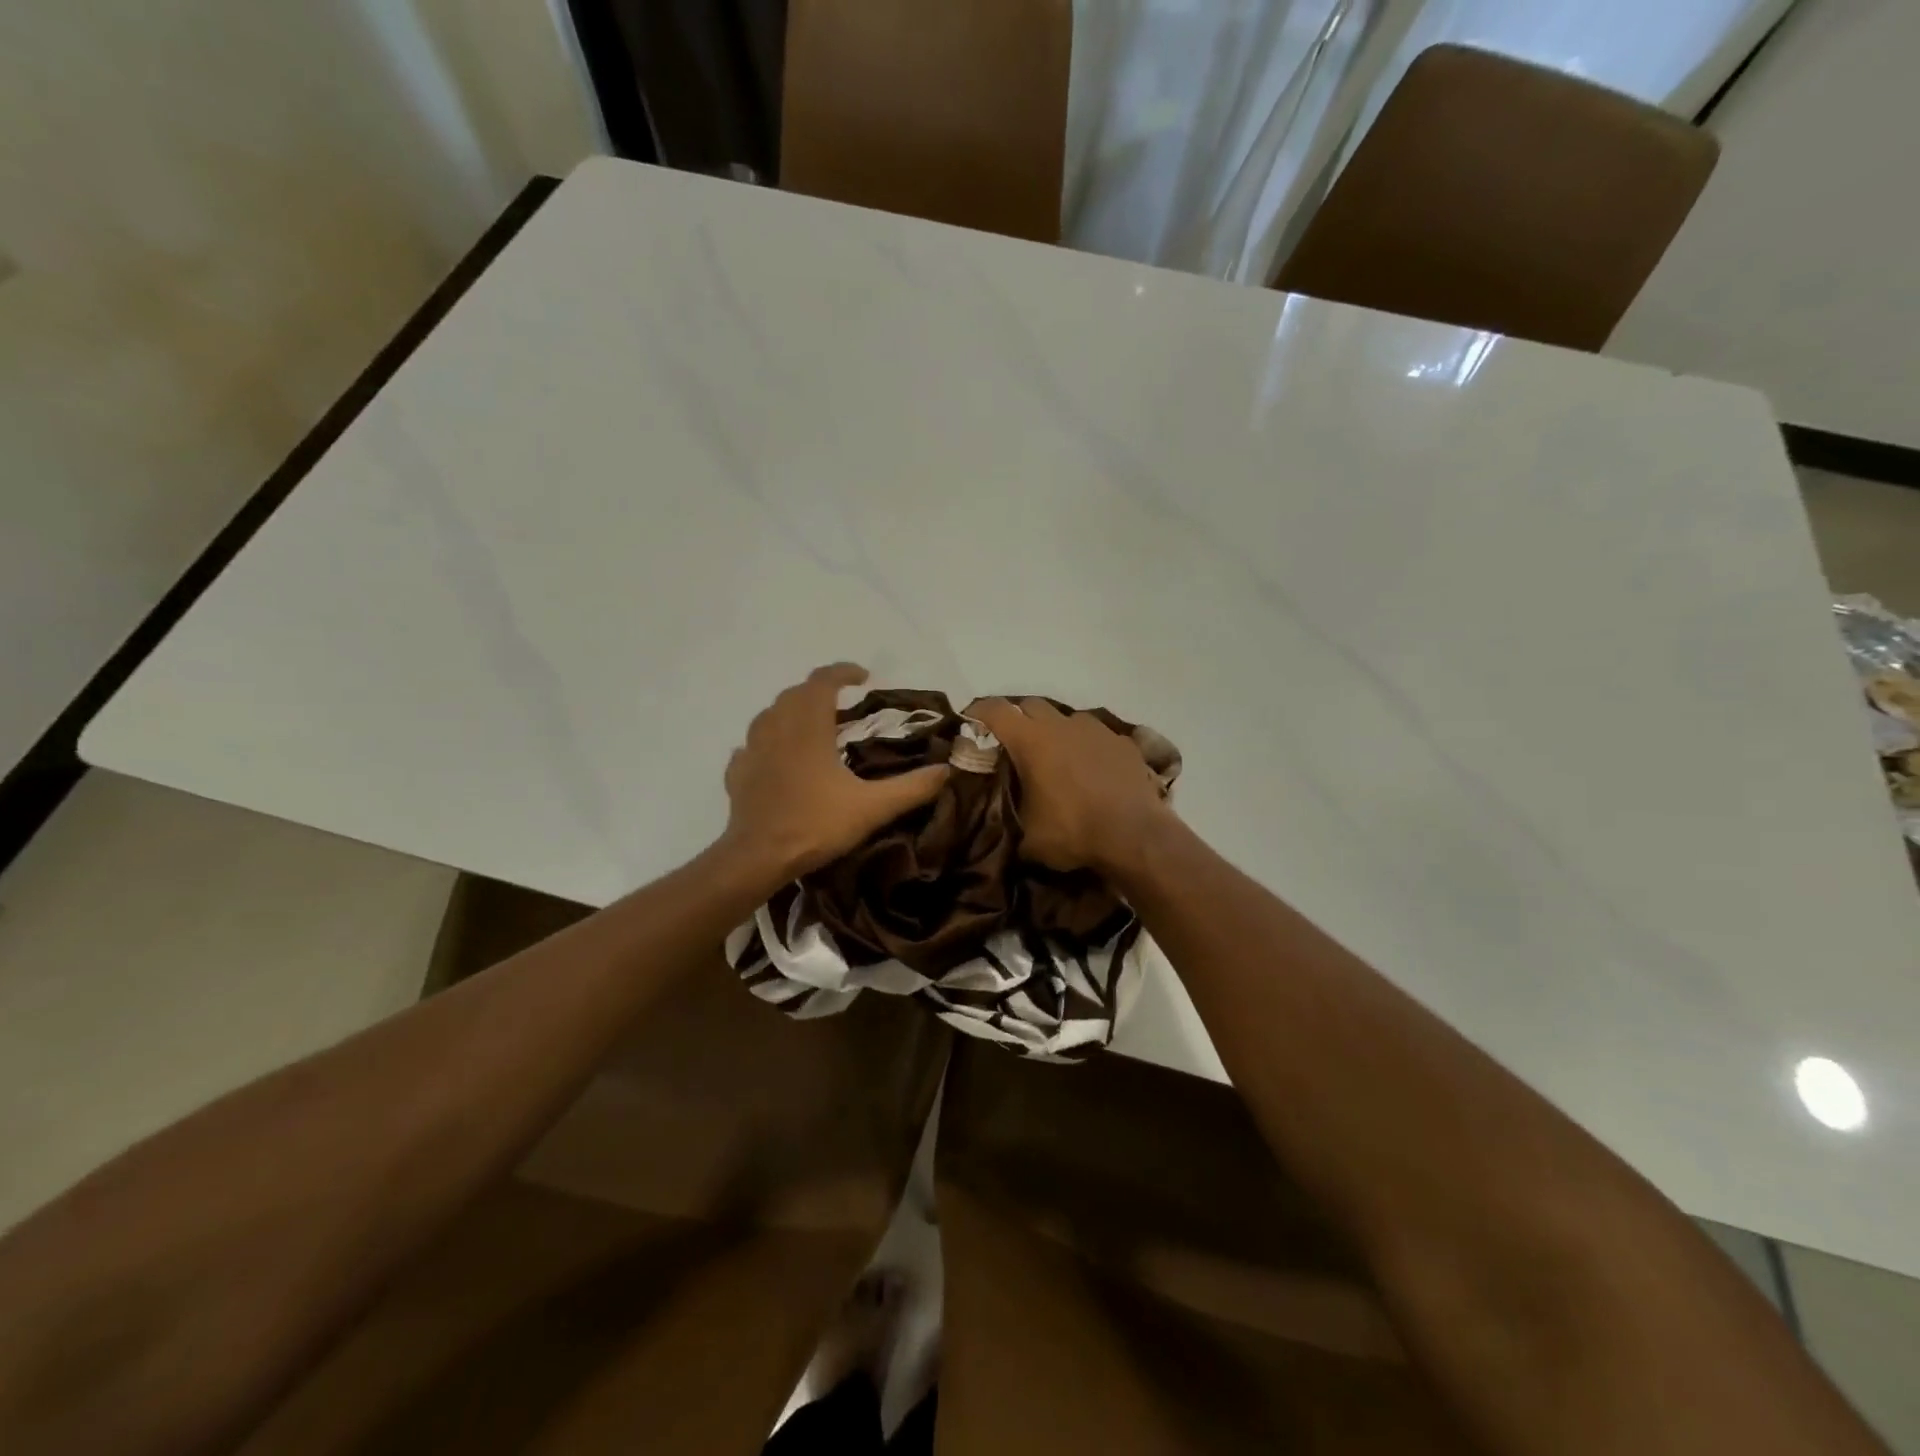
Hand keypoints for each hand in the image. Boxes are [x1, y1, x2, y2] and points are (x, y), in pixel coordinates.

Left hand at [722, 664, 948, 880]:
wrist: (757, 858)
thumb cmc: (815, 825)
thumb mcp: (872, 807)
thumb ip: (912, 788)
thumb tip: (947, 770)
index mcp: (808, 727)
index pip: (822, 681)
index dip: (843, 672)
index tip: (863, 676)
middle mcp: (777, 729)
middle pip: (795, 693)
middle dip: (819, 690)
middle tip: (842, 702)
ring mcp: (752, 750)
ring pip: (770, 715)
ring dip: (791, 711)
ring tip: (811, 725)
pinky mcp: (738, 774)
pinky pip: (752, 746)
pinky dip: (768, 742)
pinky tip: (777, 758)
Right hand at [969, 698, 1175, 877]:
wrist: (1136, 836)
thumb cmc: (1073, 832)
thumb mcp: (1027, 839)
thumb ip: (1008, 820)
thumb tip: (997, 824)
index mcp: (1031, 740)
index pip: (995, 710)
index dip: (978, 712)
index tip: (970, 721)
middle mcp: (1061, 725)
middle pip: (1030, 706)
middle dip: (1018, 719)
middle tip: (1012, 744)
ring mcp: (1096, 730)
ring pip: (1066, 718)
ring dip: (1055, 731)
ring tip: (1054, 757)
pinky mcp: (1123, 742)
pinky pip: (1096, 735)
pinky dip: (1086, 746)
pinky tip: (1089, 769)